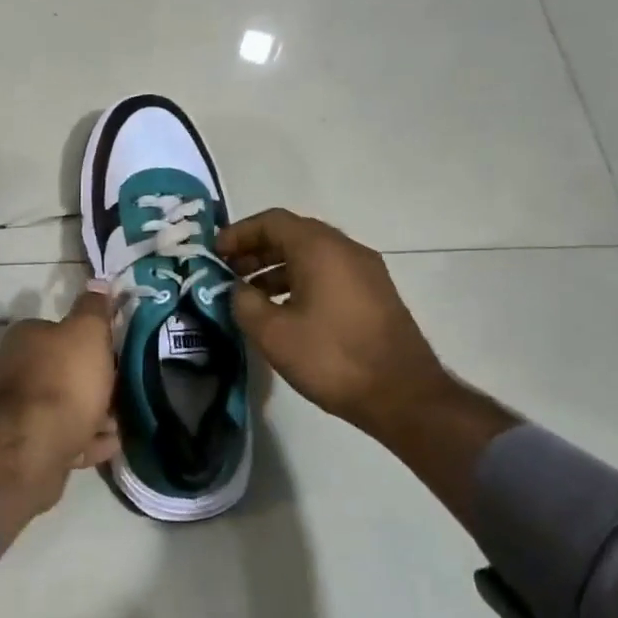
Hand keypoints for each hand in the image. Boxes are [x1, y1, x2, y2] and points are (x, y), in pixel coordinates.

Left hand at [0, 284, 119, 555]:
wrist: (32, 448)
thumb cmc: (63, 381)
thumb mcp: (87, 334)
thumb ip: (94, 309)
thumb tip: (98, 282)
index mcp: (27, 337)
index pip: (61, 331)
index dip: (91, 341)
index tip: (117, 353)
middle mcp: (17, 370)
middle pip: (64, 371)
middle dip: (95, 382)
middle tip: (126, 390)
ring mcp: (20, 413)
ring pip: (67, 408)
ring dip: (95, 414)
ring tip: (124, 422)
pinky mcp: (28, 447)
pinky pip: (66, 439)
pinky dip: (88, 440)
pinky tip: (112, 445)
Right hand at [218, 209, 452, 440]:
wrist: (403, 395)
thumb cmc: (331, 357)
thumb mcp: (272, 333)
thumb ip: (245, 302)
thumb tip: (240, 290)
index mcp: (320, 249)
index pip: (272, 221)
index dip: (239, 233)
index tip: (215, 253)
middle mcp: (346, 249)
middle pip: (293, 234)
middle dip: (256, 249)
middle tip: (228, 272)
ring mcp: (366, 271)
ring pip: (312, 255)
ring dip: (277, 267)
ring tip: (250, 294)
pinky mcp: (374, 294)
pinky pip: (329, 273)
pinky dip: (300, 280)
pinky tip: (284, 310)